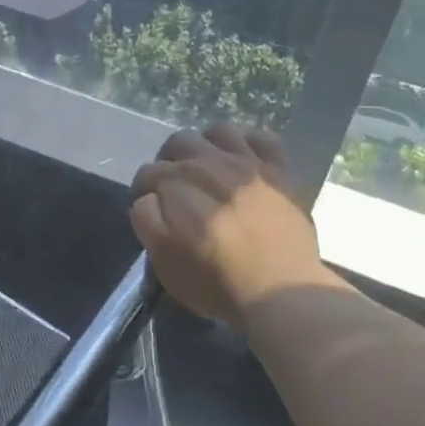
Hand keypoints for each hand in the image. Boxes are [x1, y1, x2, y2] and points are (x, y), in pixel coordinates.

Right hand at [131, 123, 329, 326]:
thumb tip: (149, 197)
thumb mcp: (164, 262)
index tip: (150, 212)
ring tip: (206, 169)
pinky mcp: (280, 171)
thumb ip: (147, 220)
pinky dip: (248, 143)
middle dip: (169, 162)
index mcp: (179, 186)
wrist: (281, 294)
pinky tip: (243, 161)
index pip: (148, 172)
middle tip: (174, 189)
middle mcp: (211, 164)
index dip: (142, 191)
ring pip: (218, 131)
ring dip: (206, 145)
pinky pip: (262, 138)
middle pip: (179, 142)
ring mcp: (249, 164)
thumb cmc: (217, 285)